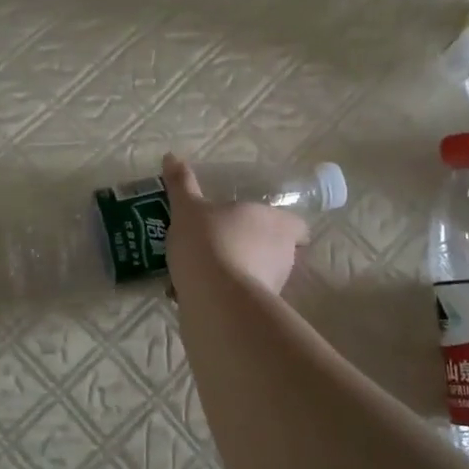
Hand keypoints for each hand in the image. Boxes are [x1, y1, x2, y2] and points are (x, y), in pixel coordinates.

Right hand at [162, 153, 308, 296]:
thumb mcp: (188, 209)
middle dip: (251, 249)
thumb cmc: (209, 241)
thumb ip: (181, 184)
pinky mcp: (258, 312)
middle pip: (275, 250)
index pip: (297, 226)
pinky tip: (193, 294)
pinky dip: (223, 296)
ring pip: (257, 276)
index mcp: (277, 223)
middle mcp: (285, 254)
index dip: (281, 226)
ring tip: (201, 272)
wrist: (215, 298)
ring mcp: (275, 286)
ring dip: (236, 273)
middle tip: (220, 244)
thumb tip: (171, 156)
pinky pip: (239, 298)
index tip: (256, 226)